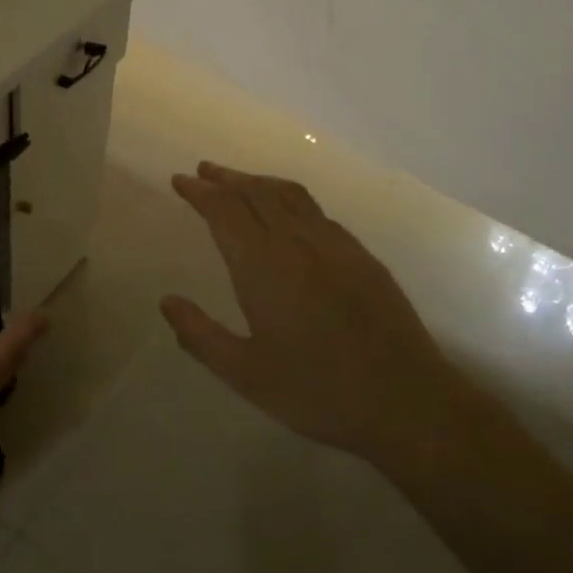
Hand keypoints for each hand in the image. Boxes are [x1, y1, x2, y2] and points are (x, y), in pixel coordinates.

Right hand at [161, 162, 455, 464]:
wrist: (406, 400)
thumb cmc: (317, 392)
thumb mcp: (246, 374)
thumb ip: (200, 336)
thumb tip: (167, 301)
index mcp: (264, 267)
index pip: (225, 212)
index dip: (200, 193)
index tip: (181, 181)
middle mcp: (298, 243)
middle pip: (256, 193)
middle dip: (226, 179)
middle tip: (203, 171)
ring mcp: (335, 245)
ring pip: (290, 195)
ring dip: (258, 181)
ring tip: (239, 181)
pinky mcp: (362, 256)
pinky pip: (316, 211)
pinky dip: (290, 198)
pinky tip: (288, 212)